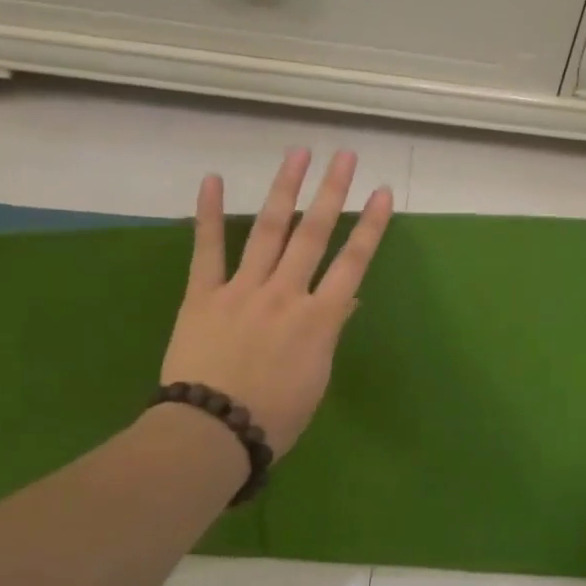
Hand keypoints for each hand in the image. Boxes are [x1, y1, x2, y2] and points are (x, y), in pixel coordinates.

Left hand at [159, 147, 394, 453]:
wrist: (212, 432)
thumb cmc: (274, 418)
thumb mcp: (316, 380)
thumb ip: (329, 334)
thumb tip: (346, 300)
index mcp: (319, 319)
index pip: (353, 263)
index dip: (370, 225)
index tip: (382, 192)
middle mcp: (286, 293)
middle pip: (314, 234)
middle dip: (332, 191)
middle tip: (345, 156)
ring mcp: (243, 289)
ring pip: (269, 230)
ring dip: (285, 189)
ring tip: (298, 153)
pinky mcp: (203, 294)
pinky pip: (207, 249)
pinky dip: (209, 214)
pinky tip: (213, 180)